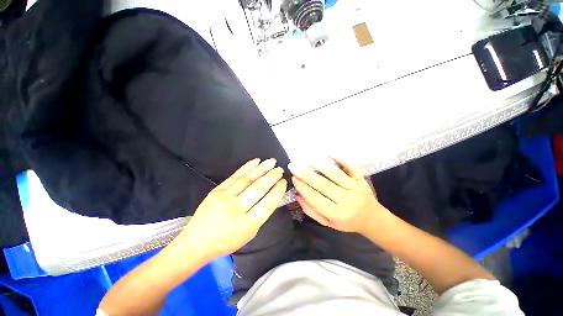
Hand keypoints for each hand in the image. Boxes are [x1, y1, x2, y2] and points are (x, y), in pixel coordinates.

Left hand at [176, 158, 286, 261]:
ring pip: (248, 179)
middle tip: (280, 169)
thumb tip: (270, 195)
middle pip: (258, 188)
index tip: (283, 182)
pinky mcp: (217, 190)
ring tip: (272, 161)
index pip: (268, 203)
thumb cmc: (226, 241)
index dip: (277, 191)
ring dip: (261, 169)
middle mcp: (237, 209)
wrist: (196, 242)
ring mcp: (225, 198)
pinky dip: (246, 167)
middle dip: (271, 177)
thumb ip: (260, 215)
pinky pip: (235, 176)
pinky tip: (256, 161)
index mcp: (247, 224)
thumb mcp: (248, 234)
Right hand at [289, 158, 387, 234]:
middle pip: (322, 184)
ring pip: (333, 173)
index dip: (302, 187)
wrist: (372, 219)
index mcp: (337, 214)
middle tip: (294, 165)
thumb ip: (312, 211)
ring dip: (318, 164)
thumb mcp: (328, 223)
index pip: (315, 198)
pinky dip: (339, 158)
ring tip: (306, 159)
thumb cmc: (347, 222)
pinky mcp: (361, 179)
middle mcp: (346, 200)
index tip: (293, 178)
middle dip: (305, 173)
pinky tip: (327, 154)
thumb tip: (298, 196)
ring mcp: (355, 188)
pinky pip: (350, 166)